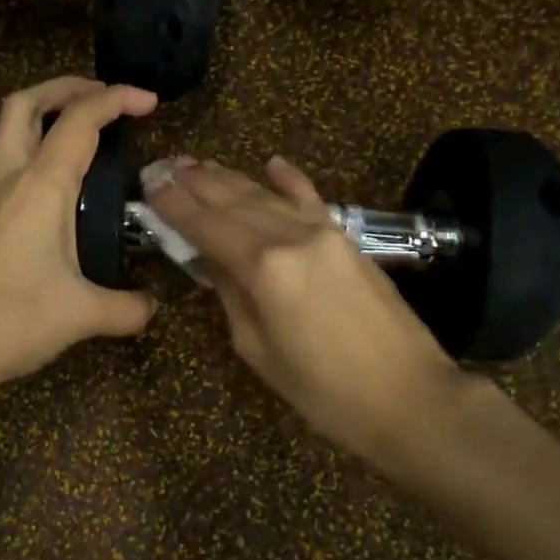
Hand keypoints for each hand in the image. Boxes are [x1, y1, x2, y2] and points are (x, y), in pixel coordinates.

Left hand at [0, 76, 159, 396]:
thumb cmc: (10, 320)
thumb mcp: (81, 315)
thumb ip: (126, 308)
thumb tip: (152, 307)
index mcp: (40, 186)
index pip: (80, 120)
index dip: (116, 99)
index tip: (149, 102)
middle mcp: (8, 178)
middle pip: (26, 103)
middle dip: (66, 88)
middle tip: (102, 98)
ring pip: (5, 128)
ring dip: (40, 112)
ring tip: (75, 126)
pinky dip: (26, 145)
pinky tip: (48, 178)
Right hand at [144, 156, 472, 462]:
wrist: (410, 397)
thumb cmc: (323, 391)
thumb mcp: (258, 350)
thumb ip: (230, 294)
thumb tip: (209, 260)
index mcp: (264, 268)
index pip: (206, 225)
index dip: (174, 205)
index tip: (148, 186)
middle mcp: (292, 236)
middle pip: (234, 200)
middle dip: (195, 182)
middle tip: (164, 167)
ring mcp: (325, 232)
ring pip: (267, 194)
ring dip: (230, 177)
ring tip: (198, 164)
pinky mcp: (348, 239)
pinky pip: (311, 199)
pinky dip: (289, 180)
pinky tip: (272, 162)